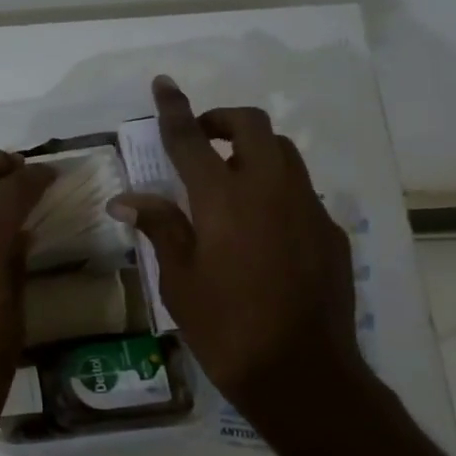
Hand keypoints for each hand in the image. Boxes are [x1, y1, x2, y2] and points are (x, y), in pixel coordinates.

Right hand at [109, 76, 362, 415]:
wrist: (301, 372)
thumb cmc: (224, 326)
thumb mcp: (178, 279)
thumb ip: (159, 227)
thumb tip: (125, 198)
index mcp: (223, 199)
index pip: (190, 138)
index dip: (173, 108)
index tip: (163, 83)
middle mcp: (269, 190)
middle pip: (252, 126)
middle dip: (222, 119)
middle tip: (200, 139)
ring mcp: (307, 207)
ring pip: (283, 153)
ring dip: (252, 150)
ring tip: (228, 182)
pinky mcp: (330, 230)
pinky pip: (300, 191)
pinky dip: (275, 189)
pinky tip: (260, 228)